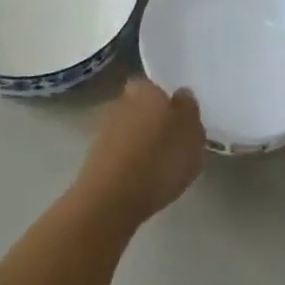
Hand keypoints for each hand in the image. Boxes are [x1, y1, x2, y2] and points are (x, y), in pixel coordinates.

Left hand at [75, 77, 205, 225]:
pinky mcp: (92, 159)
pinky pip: (117, 155)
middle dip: (151, 121)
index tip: (178, 121)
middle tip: (170, 144)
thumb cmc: (159, 159)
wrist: (112, 198)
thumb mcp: (192, 134)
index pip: (154, 86)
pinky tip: (140, 182)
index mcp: (144, 89)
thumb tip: (182, 96)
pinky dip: (127, 164)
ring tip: (157, 168)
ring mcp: (102, 130)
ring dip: (138, 144)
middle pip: (139, 107)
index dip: (166, 102)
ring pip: (127, 131)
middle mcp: (120, 102)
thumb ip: (189, 111)